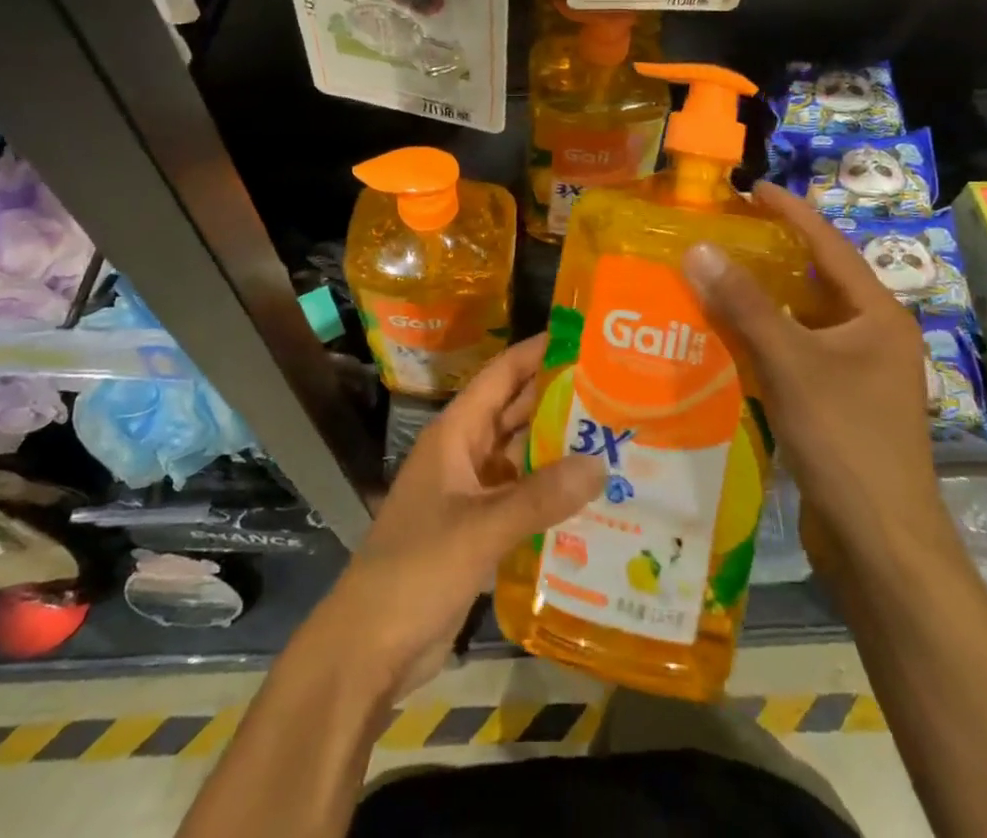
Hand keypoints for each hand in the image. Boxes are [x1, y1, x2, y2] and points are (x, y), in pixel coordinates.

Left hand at [321, 336, 602, 698]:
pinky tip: (592, 497)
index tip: (583, 338)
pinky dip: (551, 493)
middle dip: (559, 399)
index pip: (501, 376)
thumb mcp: (480, 529)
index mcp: (455, 434)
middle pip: (516, 413)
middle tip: (616, 390)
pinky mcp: (479, 530)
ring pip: (521, 456)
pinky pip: (522, 497)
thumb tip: (601, 464)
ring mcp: (471, 493)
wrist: (369, 648)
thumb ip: (540, 497)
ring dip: (559, 448)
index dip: (537, 352)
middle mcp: (465, 454)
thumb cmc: (416, 570)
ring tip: (615, 438)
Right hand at [682, 181, 948, 563]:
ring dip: (761, 303)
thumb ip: (745, 305)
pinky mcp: (839, 406)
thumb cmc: (846, 441)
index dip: (790, 212)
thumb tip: (699, 248)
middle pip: (815, 282)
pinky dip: (763, 343)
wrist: (881, 545)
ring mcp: (858, 375)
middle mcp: (872, 337)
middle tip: (723, 233)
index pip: (828, 245)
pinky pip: (796, 356)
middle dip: (770, 256)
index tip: (751, 187)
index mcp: (877, 315)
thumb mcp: (791, 363)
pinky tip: (725, 340)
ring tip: (714, 279)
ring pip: (802, 322)